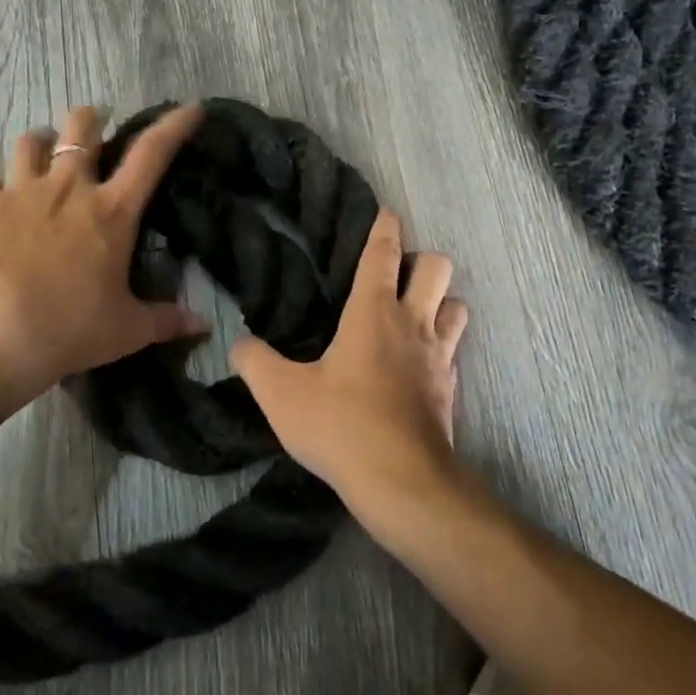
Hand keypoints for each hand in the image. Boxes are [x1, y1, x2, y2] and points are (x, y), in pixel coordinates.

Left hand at [0, 104, 208, 402]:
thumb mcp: (125, 331)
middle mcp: (68, 189)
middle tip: (95, 131)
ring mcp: (20, 193)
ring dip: (42, 143)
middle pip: (82, 126)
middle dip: (91, 120)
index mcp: (111, 212)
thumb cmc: (68, 330)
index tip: (190, 108)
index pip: (152, 154)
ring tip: (44, 156)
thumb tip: (203, 325)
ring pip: (30, 140)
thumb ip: (165, 320)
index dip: (174, 126)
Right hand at [231, 210, 468, 517]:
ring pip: (456, 304)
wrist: (402, 482)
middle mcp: (412, 323)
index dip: (385, 226)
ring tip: (413, 313)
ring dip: (440, 300)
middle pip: (437, 267)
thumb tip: (239, 344)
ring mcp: (438, 355)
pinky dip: (441, 344)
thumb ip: (254, 362)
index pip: (383, 253)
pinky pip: (454, 349)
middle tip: (395, 274)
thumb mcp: (281, 394)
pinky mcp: (450, 387)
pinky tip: (419, 361)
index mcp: (373, 312)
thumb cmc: (341, 426)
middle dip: (421, 259)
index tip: (385, 211)